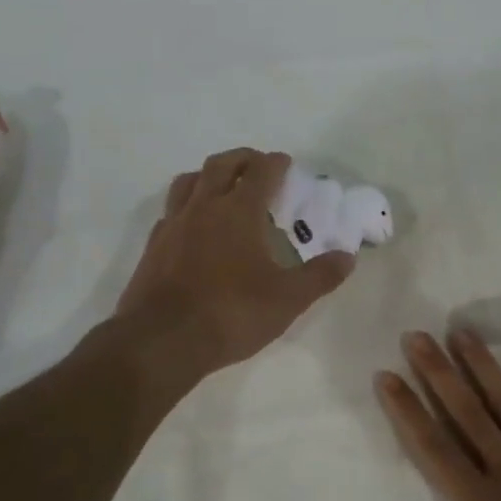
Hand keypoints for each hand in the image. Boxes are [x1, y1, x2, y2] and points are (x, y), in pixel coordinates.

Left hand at [114, 149, 355, 378]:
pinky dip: (186, 206)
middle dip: (242, 159)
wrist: (162, 341)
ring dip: (208, 175)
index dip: (275, 163)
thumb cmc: (231, 313)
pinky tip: (193, 225)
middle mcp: (204, 208)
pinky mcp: (153, 246)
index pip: (261, 172)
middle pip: (221, 165)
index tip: (286, 163)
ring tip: (222, 185)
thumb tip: (348, 258)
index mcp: (239, 212)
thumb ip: (320, 276)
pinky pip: (171, 211)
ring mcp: (173, 225)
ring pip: (188, 181)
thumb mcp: (288, 300)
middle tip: (257, 166)